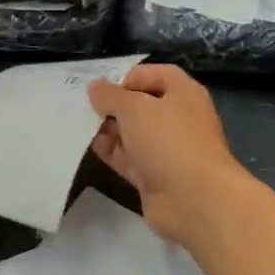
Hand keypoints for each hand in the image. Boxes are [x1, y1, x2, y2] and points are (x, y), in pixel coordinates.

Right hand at [88, 65, 245, 246]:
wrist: (195, 200)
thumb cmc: (168, 141)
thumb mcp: (134, 108)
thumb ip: (110, 95)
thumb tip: (95, 87)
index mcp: (183, 94)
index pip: (155, 74)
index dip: (128, 77)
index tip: (103, 89)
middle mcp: (178, 119)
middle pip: (141, 105)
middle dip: (113, 105)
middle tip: (83, 106)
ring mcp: (167, 150)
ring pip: (133, 133)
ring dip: (109, 130)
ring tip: (80, 125)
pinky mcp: (155, 176)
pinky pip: (129, 158)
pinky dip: (111, 152)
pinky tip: (89, 147)